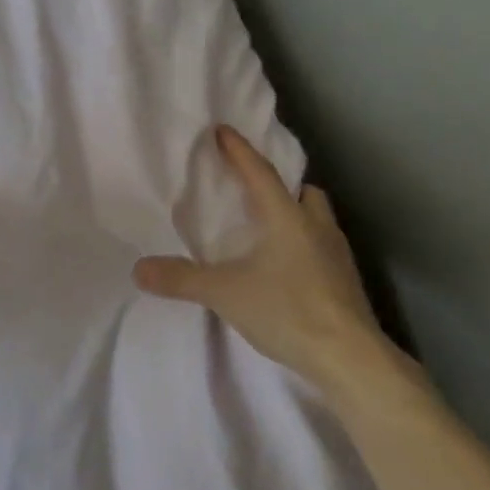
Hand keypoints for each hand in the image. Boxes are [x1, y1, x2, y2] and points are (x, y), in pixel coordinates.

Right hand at [133, 125, 403, 393]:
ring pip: (318, 220)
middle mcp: (317, 228)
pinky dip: (304, 247)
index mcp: (287, 218)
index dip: (239, 151)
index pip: (260, 173)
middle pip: (303, 193)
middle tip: (256, 191)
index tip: (223, 130)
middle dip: (281, 186)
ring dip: (296, 217)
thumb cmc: (288, 311)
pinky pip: (323, 249)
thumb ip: (181, 279)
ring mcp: (337, 256)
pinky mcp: (346, 283)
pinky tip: (287, 270)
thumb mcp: (224, 293)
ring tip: (270, 231)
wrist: (351, 359)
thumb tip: (139, 269)